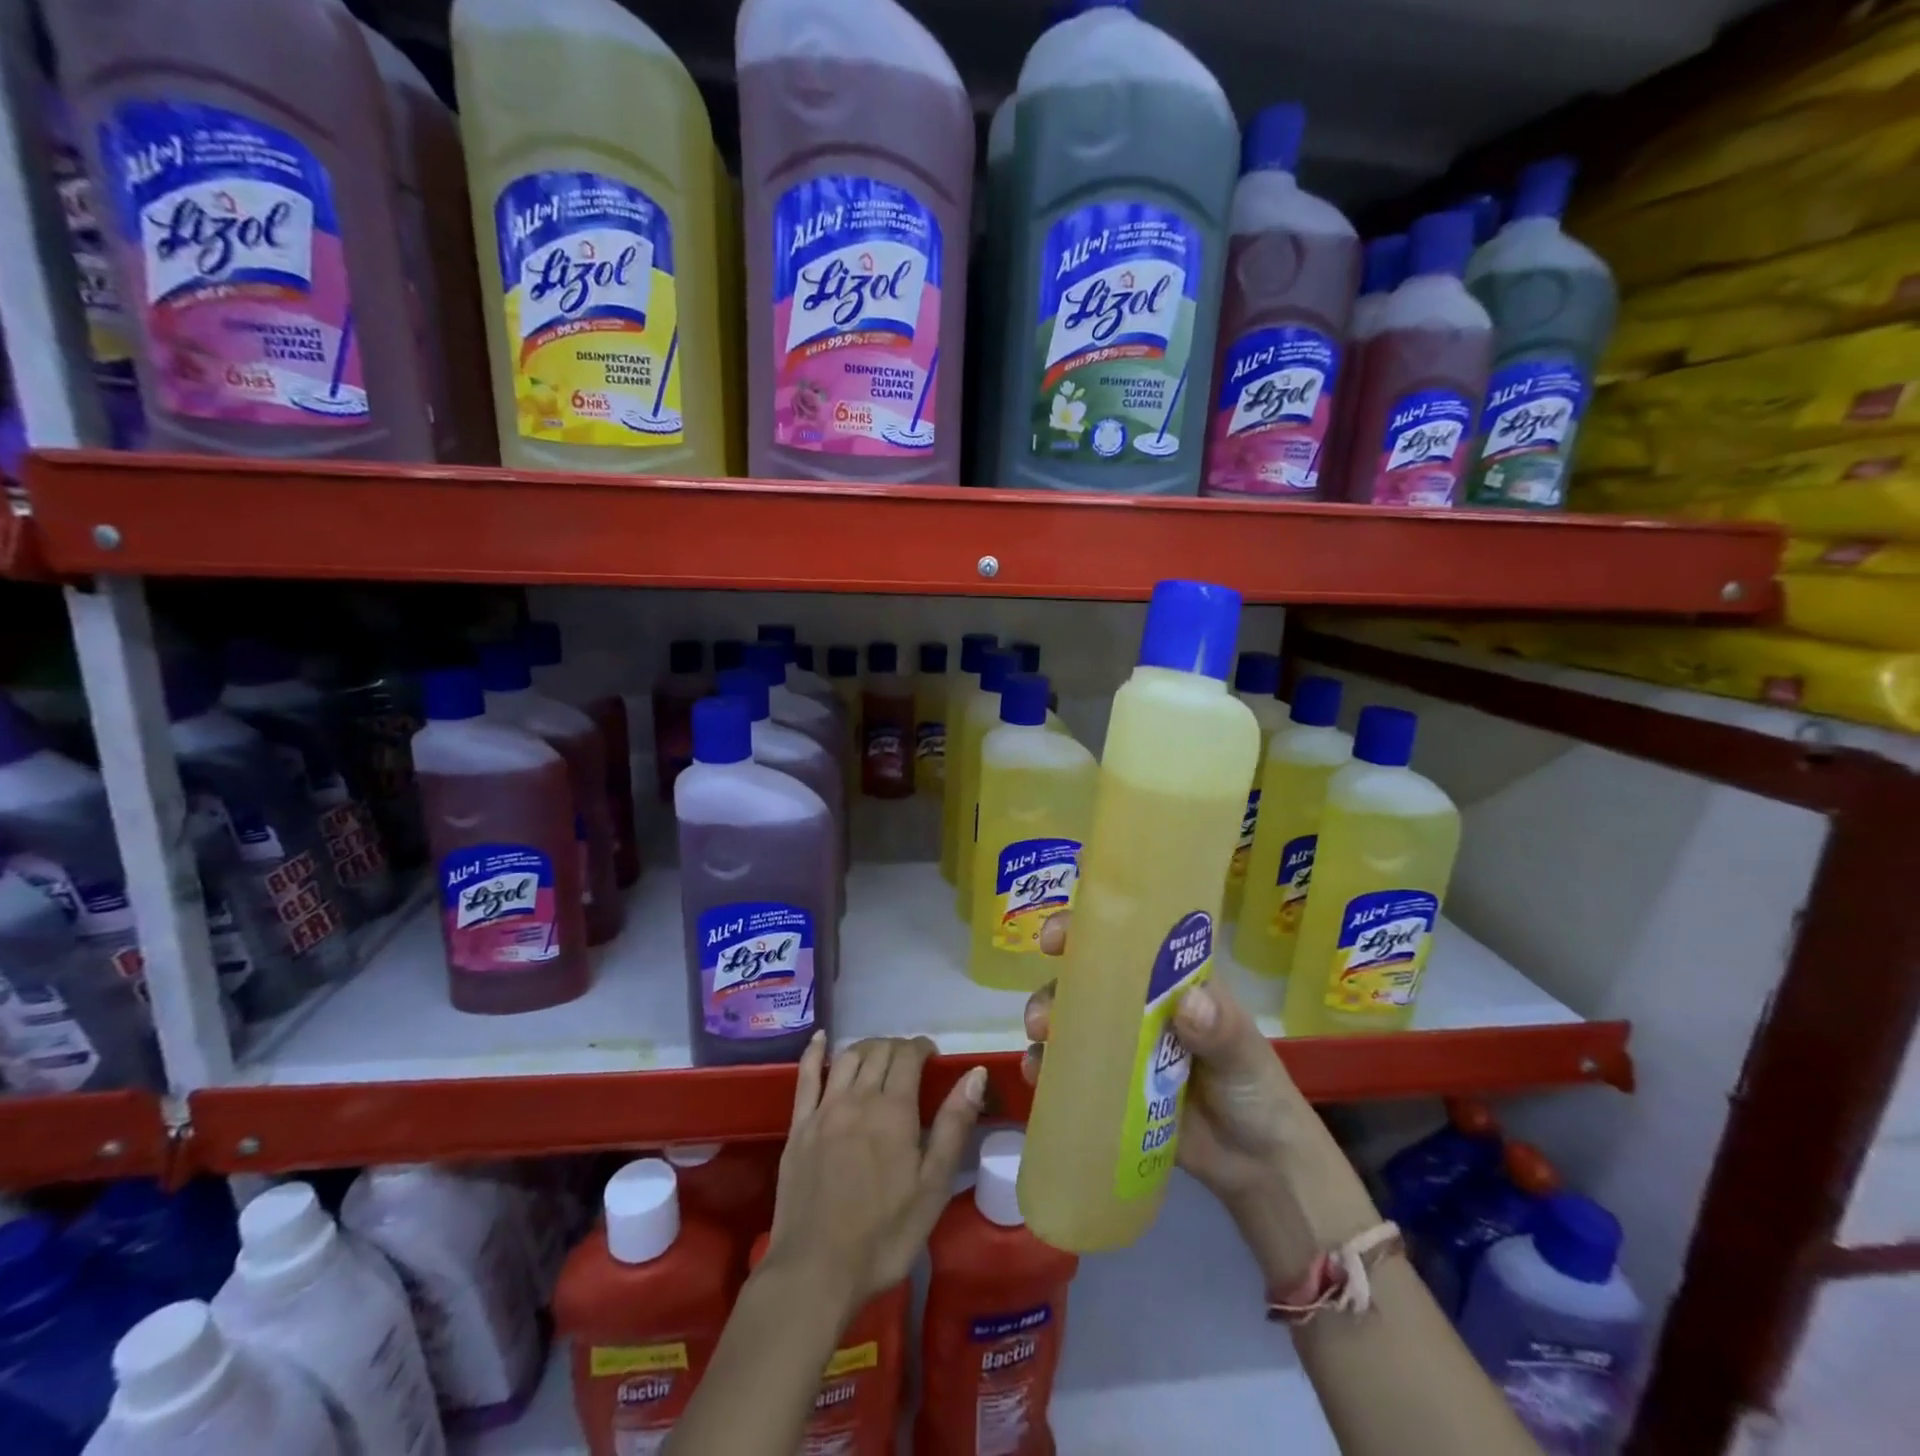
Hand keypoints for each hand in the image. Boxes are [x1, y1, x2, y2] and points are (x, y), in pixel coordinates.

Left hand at [765, 1033, 986, 1318]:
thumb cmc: (884, 1235)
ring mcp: (824, 1110)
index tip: (932, 1056)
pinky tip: (820, 1037)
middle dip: (897, 1047)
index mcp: (894, 1110)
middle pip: (878, 1051)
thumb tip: (974, 1074)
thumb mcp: (932, 1186)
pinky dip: (814, 1052)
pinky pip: (805, 1076)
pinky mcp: (798, 1126)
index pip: (908, 1056)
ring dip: (866, 1047)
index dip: (922, 1048)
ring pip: (846, 1057)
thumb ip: (953, 1125)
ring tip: (878, 1054)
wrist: (816, 1271)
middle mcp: (858, 1098)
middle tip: (909, 1061)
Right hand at [1024, 913, 1307, 1212]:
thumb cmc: (1256, 1089)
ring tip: (1038, 1042)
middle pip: (1085, 979)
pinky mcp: (1109, 1086)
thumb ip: (1220, 1029)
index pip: (1124, 940)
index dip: (1088, 929)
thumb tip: (1189, 1005)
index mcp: (1168, 981)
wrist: (1258, 1166)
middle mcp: (1137, 1005)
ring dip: (1045, 1021)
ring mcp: (1120, 1046)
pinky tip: (1034, 1075)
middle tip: (1043, 1015)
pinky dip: (1045, 1066)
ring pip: (1070, 1019)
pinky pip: (1068, 1068)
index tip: (1057, 936)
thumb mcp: (1244, 1052)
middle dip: (1056, 986)